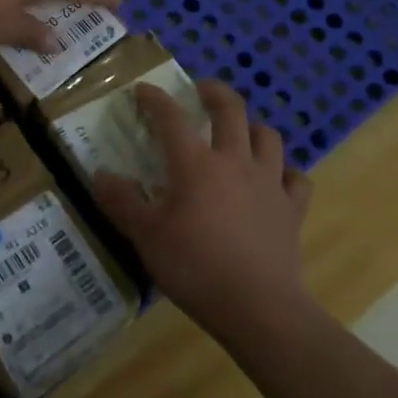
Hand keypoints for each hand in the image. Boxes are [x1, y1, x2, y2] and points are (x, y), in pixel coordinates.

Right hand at [95, 81, 312, 342]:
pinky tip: (276, 180)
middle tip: (200, 90)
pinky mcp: (292, 209)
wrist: (258, 307)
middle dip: (214, 92)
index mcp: (195, 164)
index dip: (155, 99)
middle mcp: (235, 161)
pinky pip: (296, 179)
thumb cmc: (195, 267)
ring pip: (268, 136)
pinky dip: (286, 173)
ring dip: (252, 128)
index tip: (143, 90)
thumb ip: (121, 202)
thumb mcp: (146, 236)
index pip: (171, 117)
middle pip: (231, 110)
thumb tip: (101, 175)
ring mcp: (269, 183)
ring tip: (239, 133)